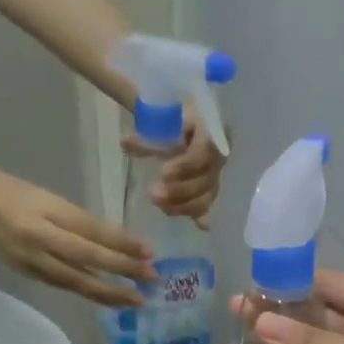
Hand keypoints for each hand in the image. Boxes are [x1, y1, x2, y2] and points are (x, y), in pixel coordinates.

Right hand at [0, 165, 150, 308]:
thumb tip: (119, 245)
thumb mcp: (50, 199)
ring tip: (135, 300)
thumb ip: (80, 222)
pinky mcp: (25, 274)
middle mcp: (38, 238)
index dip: (121, 244)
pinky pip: (62, 285)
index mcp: (46, 212)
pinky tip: (108, 299)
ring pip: (75, 281)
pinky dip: (87, 293)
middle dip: (121, 271)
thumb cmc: (16, 193)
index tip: (149, 253)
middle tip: (151, 280)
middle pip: (86, 259)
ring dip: (108, 293)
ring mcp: (30, 260)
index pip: (91, 230)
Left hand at [122, 104, 223, 223]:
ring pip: (206, 196)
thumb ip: (147, 137)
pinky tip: (200, 226)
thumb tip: (125, 144)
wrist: (187, 123)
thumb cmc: (175, 118)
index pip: (203, 152)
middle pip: (205, 180)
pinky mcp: (210, 189)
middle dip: (180, 190)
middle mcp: (218, 156)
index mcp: (211, 132)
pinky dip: (201, 215)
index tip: (163, 173)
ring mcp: (216, 175)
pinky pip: (208, 204)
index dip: (185, 166)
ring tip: (162, 207)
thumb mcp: (162, 123)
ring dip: (185, 205)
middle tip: (153, 196)